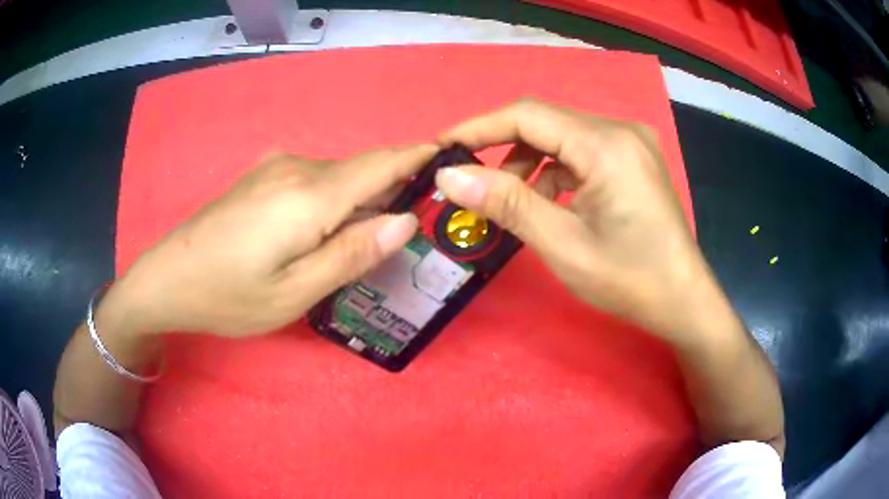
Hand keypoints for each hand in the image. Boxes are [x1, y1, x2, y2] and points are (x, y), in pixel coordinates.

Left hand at [110, 144, 438, 336]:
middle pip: (361, 171)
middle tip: (416, 225)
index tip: (452, 157)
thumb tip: (405, 220)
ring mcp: (275, 169)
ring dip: (361, 200)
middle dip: (394, 189)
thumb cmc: (229, 296)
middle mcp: (296, 168)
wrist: (167, 278)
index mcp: (310, 196)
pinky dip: (334, 200)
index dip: (420, 157)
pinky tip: (326, 232)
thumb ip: (352, 253)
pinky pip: (313, 182)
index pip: (382, 163)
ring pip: (337, 177)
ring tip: (371, 238)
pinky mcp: (262, 177)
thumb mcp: (295, 292)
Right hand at [435, 99, 717, 344]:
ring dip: (529, 162)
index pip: (527, 115)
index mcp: (606, 145)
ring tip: (512, 201)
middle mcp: (620, 130)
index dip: (478, 127)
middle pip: (545, 122)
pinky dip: (556, 171)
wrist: (684, 300)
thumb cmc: (630, 280)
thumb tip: (449, 175)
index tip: (442, 147)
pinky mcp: (634, 158)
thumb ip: (506, 203)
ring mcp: (631, 142)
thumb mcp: (563, 245)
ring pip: (562, 136)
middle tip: (470, 180)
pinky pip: (582, 151)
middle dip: (502, 148)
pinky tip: (549, 202)